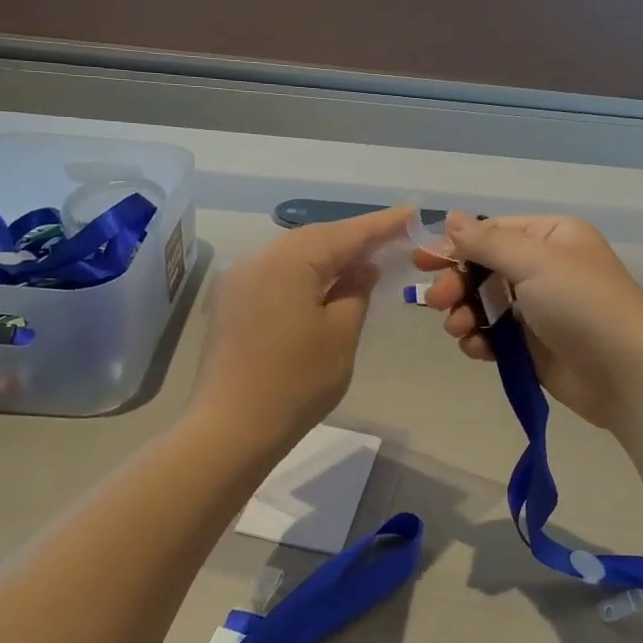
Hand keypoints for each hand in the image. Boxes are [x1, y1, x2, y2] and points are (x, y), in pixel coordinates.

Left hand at [190, 205, 411, 454]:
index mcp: (287, 261)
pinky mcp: (231, 303)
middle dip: (354, 239)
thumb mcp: (340, 335)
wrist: (230, 429)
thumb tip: (363, 269)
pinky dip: (306, 275)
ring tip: (365, 259)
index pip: (345, 234)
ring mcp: (239, 281)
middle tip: (393, 237)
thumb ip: (356, 292)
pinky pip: (277, 275)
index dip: (381, 225)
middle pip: (316, 239)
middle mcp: (258, 259)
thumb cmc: (296, 382)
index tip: (411, 213)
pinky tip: (326, 285)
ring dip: (330, 257)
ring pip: (294, 256)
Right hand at [421, 212, 642, 427]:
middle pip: (484, 269)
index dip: (456, 245)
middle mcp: (545, 269)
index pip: (494, 232)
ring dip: (465, 314)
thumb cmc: (582, 305)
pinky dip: (480, 340)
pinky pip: (495, 336)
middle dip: (457, 283)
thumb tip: (452, 218)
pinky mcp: (533, 347)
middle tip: (438, 300)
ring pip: (485, 304)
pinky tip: (476, 349)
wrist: (627, 375)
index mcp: (552, 238)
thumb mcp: (535, 262)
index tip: (422, 260)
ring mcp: (539, 310)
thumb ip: (487, 241)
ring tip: (460, 329)